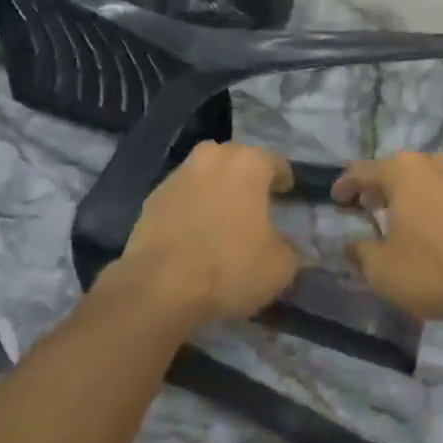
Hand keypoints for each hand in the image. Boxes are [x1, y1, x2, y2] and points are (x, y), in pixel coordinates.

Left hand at [116, 141, 298, 327]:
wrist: (159, 286)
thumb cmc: (229, 266)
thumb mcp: (280, 266)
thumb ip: (289, 247)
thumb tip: (283, 244)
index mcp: (248, 162)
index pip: (275, 161)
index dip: (283, 179)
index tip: (286, 194)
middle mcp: (213, 156)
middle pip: (237, 162)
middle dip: (247, 180)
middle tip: (255, 206)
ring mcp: (178, 174)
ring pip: (207, 176)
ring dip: (216, 192)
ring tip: (222, 221)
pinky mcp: (152, 197)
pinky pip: (183, 197)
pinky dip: (191, 209)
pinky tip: (194, 236)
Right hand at [332, 152, 442, 321]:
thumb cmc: (435, 269)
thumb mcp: (384, 270)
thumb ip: (361, 253)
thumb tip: (351, 244)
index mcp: (401, 172)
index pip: (362, 171)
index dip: (345, 185)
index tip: (335, 199)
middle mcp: (430, 164)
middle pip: (395, 170)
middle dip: (378, 187)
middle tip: (366, 207)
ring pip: (424, 179)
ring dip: (407, 195)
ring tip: (399, 217)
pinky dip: (432, 205)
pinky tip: (432, 228)